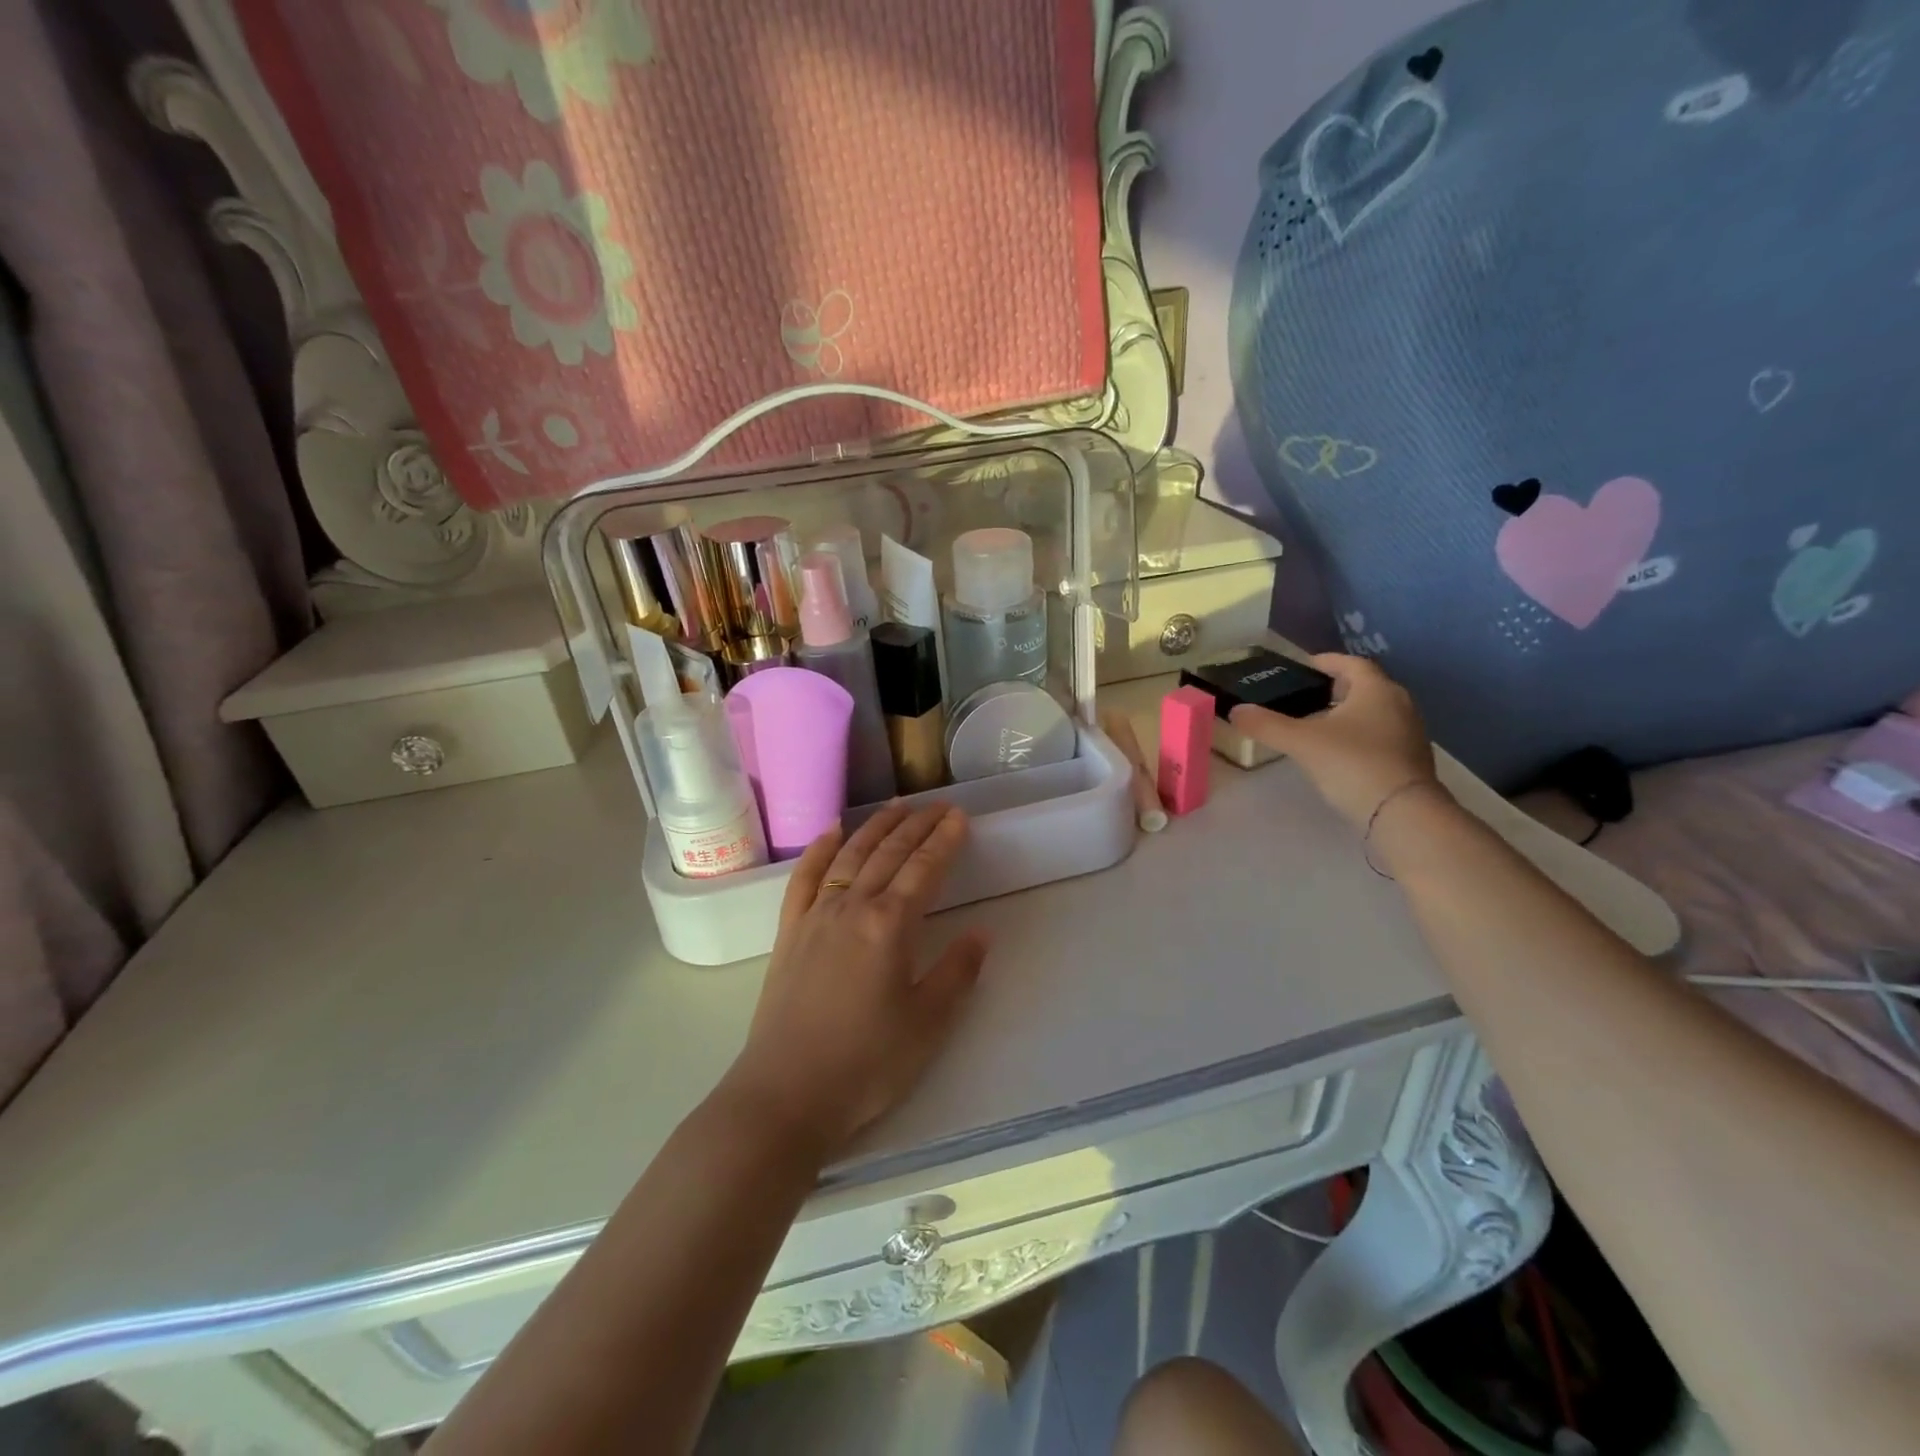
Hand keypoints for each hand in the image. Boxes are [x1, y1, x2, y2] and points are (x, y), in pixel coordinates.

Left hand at [720, 803, 987, 1162]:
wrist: (785, 1094)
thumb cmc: (866, 1063)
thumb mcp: (928, 1024)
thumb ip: (957, 972)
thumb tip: (981, 933)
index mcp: (890, 925)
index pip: (924, 868)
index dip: (945, 840)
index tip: (960, 817)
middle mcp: (852, 906)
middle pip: (889, 853)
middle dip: (917, 825)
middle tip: (938, 805)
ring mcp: (815, 915)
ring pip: (850, 854)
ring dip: (876, 827)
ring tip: (896, 806)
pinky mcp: (789, 932)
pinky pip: (805, 876)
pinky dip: (819, 848)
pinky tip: (831, 831)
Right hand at [1228, 653, 1438, 829]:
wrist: (1403, 814)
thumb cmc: (1352, 764)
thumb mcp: (1301, 742)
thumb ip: (1267, 725)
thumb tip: (1235, 711)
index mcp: (1376, 690)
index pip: (1352, 663)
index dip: (1327, 662)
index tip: (1305, 667)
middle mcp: (1399, 704)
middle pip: (1366, 687)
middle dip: (1337, 688)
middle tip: (1308, 696)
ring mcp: (1410, 733)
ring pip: (1375, 712)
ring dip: (1349, 713)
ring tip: (1318, 725)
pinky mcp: (1411, 760)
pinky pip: (1381, 736)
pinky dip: (1359, 736)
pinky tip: (1339, 753)